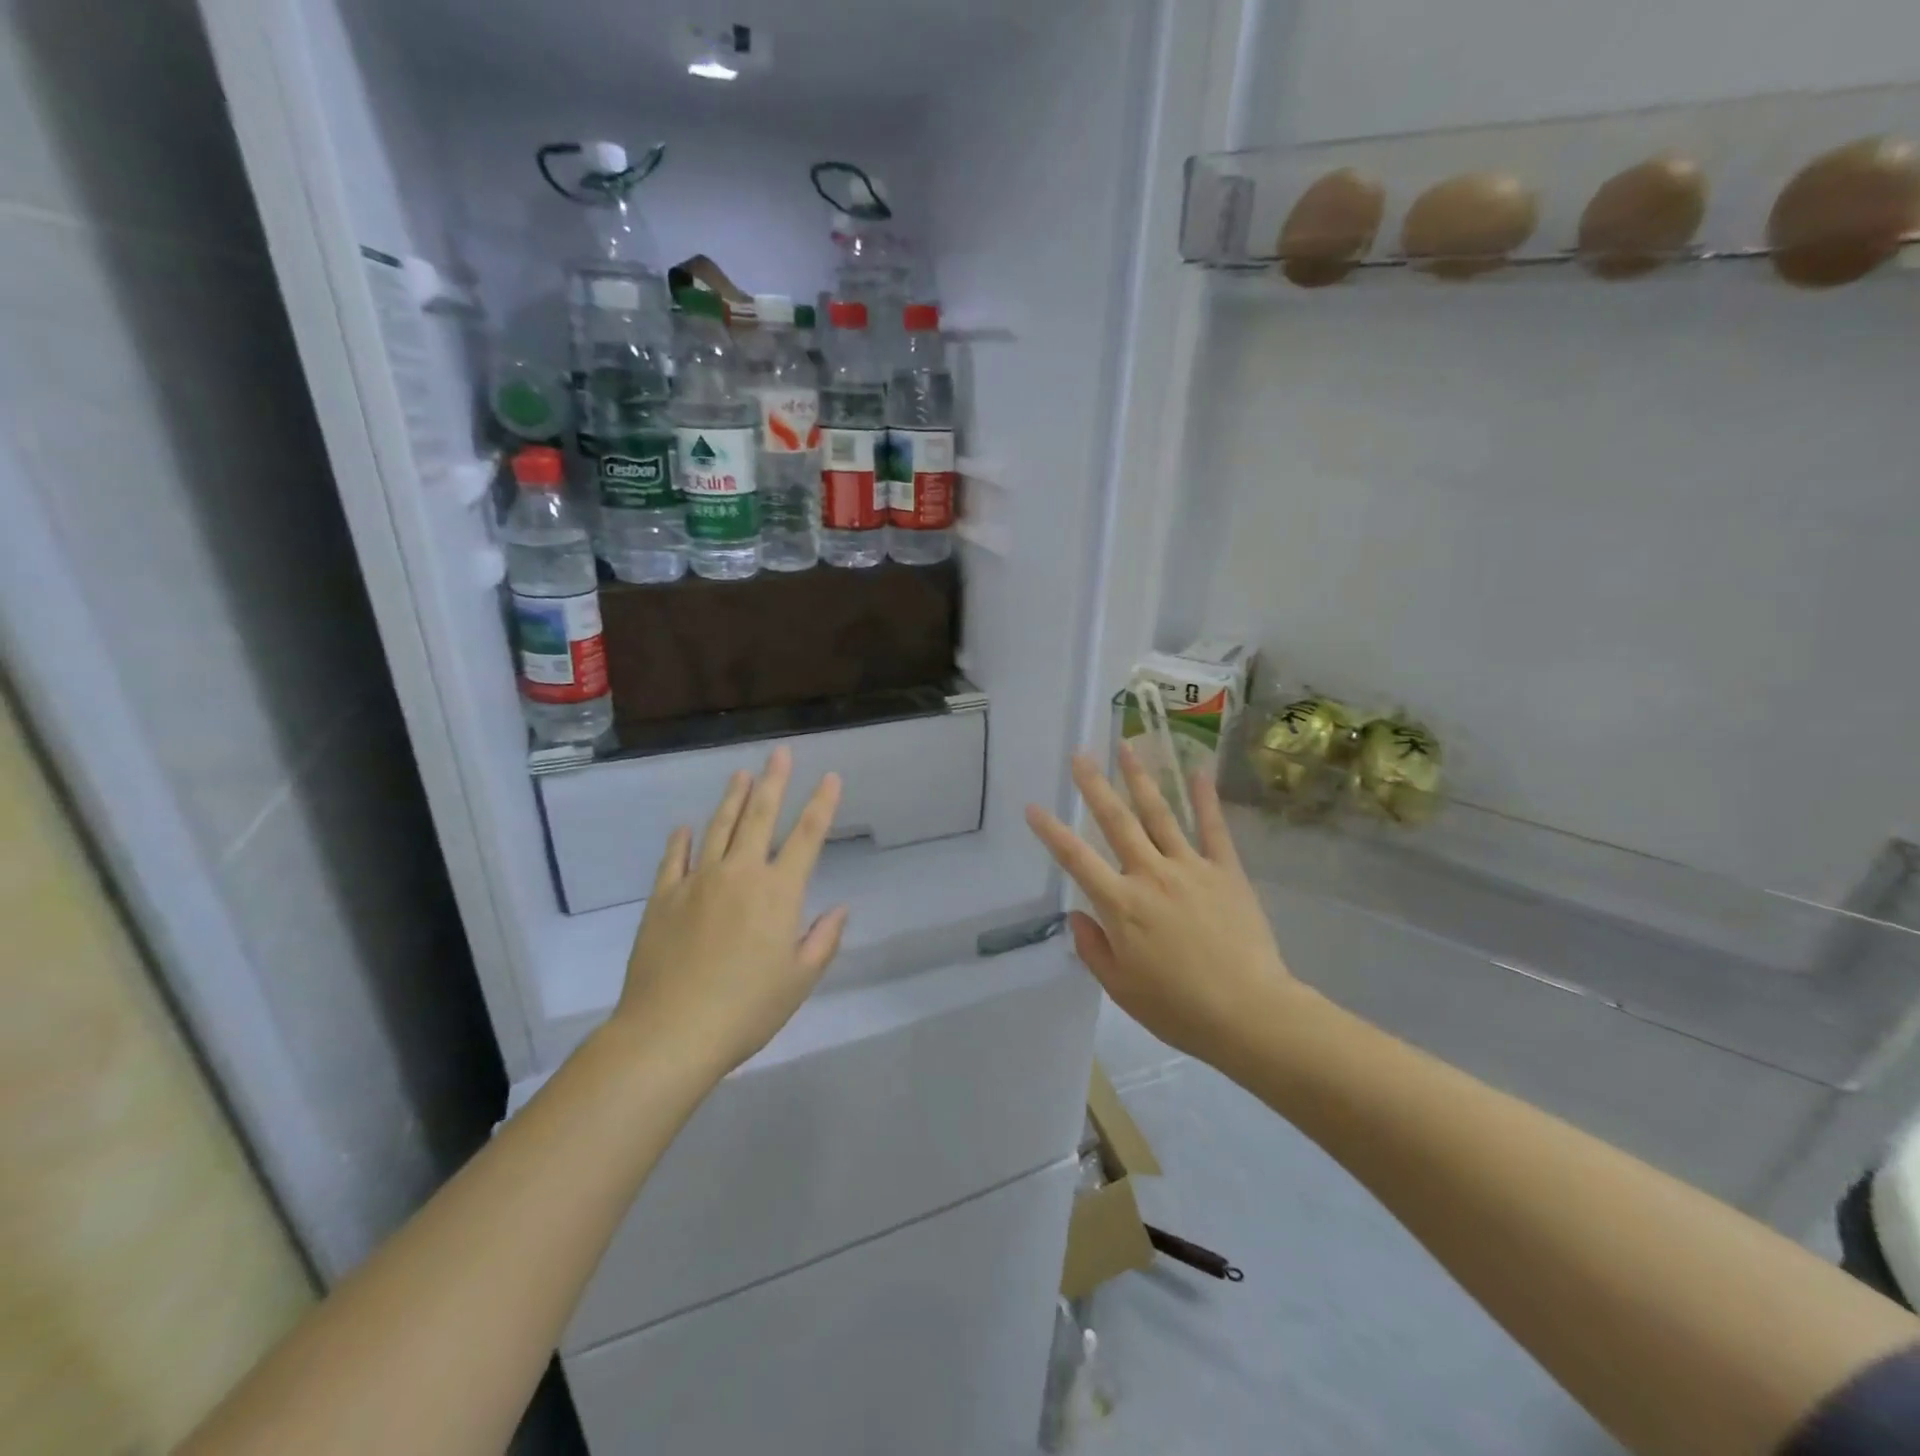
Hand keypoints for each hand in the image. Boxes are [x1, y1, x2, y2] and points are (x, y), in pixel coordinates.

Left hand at [613, 747, 848, 1078]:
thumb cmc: (747, 1010)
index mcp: (779, 893)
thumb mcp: (799, 980)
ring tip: (741, 774)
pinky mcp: (663, 898)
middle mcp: (740, 874)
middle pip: (760, 817)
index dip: (822, 804)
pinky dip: (680, 840)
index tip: (830, 778)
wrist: (671, 1032)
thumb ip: (823, 939)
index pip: (807, 837)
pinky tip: (684, 826)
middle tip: (780, 754)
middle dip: (774, 782)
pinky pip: (673, 859)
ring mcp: (697, 882)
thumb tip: (840, 908)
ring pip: (718, 828)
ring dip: (732, 799)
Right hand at [1025, 746, 1300, 1067]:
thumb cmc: (1178, 1008)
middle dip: (1095, 786)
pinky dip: (1205, 799)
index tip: (1033, 807)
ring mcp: (1190, 868)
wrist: (1249, 1013)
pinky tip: (1198, 770)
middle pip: (1117, 822)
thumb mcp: (1121, 989)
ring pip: (1160, 814)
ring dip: (1141, 778)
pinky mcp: (1226, 871)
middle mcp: (1150, 875)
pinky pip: (1213, 828)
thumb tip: (1077, 914)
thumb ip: (1093, 948)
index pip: (1076, 859)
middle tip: (1080, 754)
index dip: (1051, 832)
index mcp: (1121, 905)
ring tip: (1127, 746)